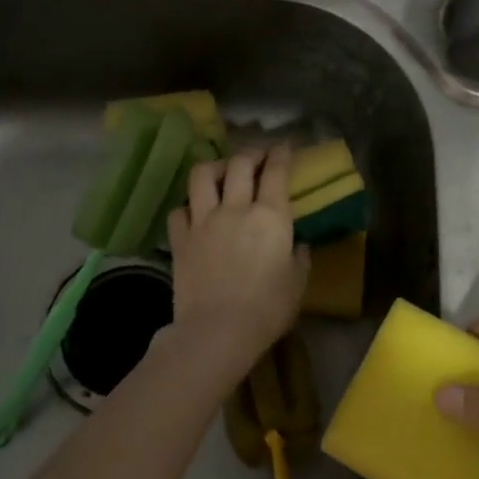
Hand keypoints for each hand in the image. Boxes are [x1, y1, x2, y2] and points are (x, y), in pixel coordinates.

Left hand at [165, 146, 310, 386]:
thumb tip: (297, 243)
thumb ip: (299, 256)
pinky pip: (179, 209)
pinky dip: (188, 206)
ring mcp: (204, 221)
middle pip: (240, 163)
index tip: (284, 146)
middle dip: (251, 153)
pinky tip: (195, 212)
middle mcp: (236, 208)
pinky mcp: (180, 238)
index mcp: (270, 216)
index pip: (276, 171)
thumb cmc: (267, 309)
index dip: (281, 154)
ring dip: (214, 167)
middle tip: (258, 156)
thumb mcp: (297, 283)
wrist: (217, 331)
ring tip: (221, 173)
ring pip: (202, 175)